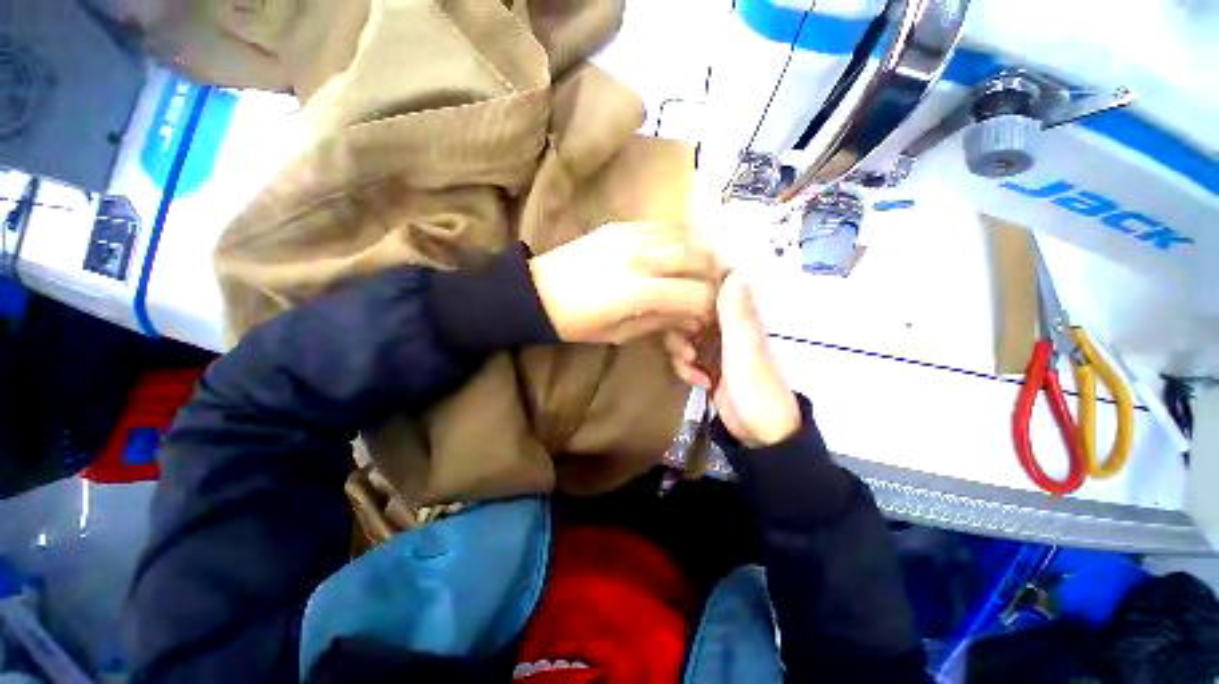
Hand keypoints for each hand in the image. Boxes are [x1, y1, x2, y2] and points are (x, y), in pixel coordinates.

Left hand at [529, 222, 720, 344]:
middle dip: (712, 278)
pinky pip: (666, 227)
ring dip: (698, 258)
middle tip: (707, 293)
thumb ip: (662, 322)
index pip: (696, 294)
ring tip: (693, 276)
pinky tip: (674, 258)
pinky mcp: (623, 224)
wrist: (539, 291)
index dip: (708, 307)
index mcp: (637, 292)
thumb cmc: (578, 322)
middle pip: (700, 258)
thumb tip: (693, 318)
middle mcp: (640, 256)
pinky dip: (680, 242)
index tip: (705, 315)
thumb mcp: (621, 334)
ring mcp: (632, 234)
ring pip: (687, 237)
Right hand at [665, 271, 800, 447]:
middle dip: (679, 331)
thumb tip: (737, 268)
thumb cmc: (755, 385)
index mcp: (737, 316)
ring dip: (680, 351)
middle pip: (688, 313)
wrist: (759, 431)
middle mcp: (724, 326)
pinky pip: (684, 356)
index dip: (690, 292)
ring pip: (682, 335)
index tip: (674, 302)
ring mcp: (714, 346)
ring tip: (691, 368)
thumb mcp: (744, 347)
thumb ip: (736, 312)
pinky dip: (685, 368)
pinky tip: (699, 382)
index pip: (709, 289)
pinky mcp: (706, 364)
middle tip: (685, 349)